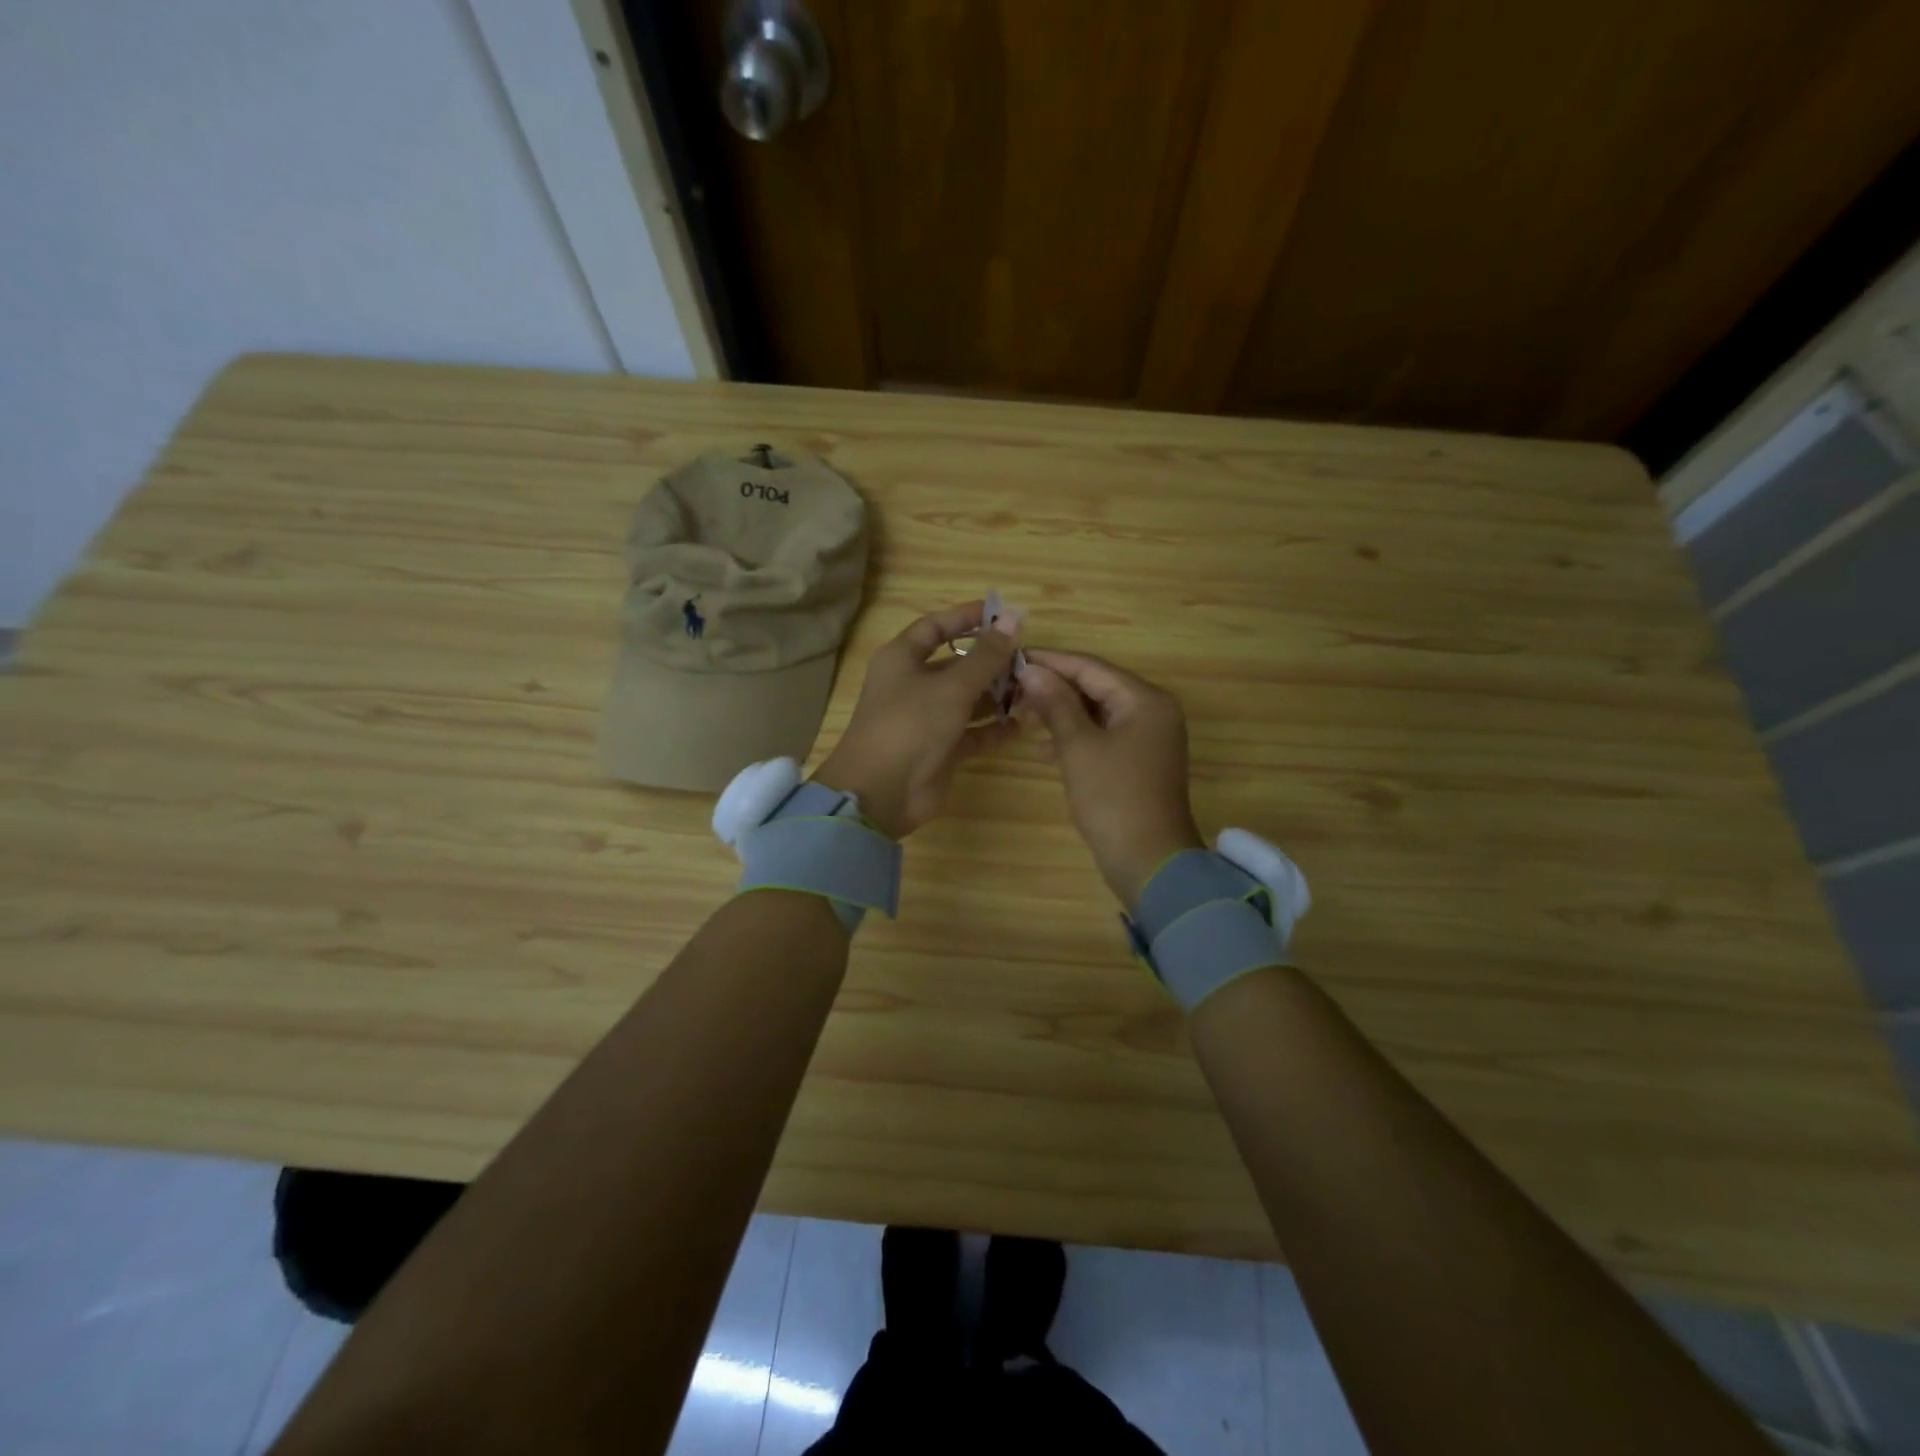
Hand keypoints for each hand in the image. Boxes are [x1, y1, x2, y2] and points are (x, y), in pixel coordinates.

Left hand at [812, 602, 1020, 838]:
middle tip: (1030, 660)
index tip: (1003, 613)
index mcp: (903, 659)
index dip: (967, 617)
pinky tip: (1024, 724)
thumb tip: (1013, 618)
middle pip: (957, 664)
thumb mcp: (951, 687)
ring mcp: (927, 719)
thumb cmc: (911, 725)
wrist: (881, 792)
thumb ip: (986, 655)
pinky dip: (995, 728)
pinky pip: (973, 733)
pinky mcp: (941, 750)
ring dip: (998, 696)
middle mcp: (913, 685)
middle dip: (992, 662)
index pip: (936, 627)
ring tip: (1035, 691)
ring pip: (968, 699)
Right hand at [1015, 649, 1203, 909]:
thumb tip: (1030, 669)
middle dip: (1054, 688)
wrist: (1150, 861)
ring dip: (1061, 713)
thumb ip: (1055, 704)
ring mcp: (1148, 737)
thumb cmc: (1113, 798)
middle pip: (1096, 686)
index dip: (1050, 661)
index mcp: (1145, 699)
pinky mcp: (1139, 760)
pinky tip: (1044, 750)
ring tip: (1021, 717)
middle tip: (1011, 691)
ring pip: (1097, 712)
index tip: (1012, 658)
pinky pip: (1103, 735)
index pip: (1090, 667)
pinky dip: (1076, 737)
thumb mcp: (1078, 747)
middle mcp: (1152, 710)